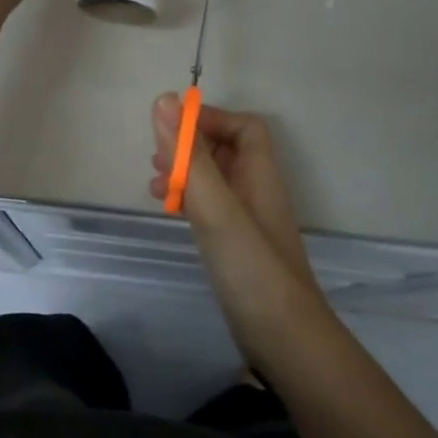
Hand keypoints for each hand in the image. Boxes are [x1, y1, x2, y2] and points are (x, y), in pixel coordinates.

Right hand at [150, 95, 334, 366]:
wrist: (283, 338)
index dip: (210, 119)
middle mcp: (257, 192)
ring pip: (216, 181)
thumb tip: (163, 99)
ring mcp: (248, 222)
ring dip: (186, 174)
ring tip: (154, 185)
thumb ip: (190, 156)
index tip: (172, 130)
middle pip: (227, 151)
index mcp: (260, 175)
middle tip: (157, 159)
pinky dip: (189, 202)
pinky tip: (170, 212)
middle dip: (191, 147)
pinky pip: (212, 210)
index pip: (244, 127)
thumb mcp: (216, 207)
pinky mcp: (237, 248)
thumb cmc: (251, 267)